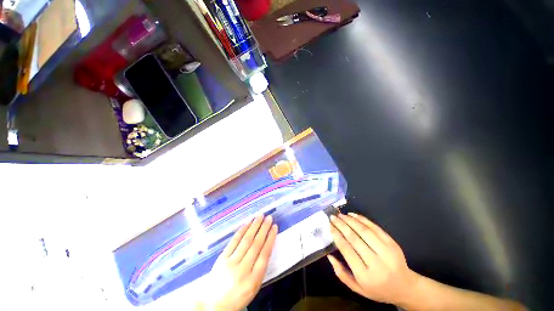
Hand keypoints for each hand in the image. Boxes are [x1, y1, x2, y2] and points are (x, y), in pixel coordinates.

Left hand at [200, 215, 277, 310]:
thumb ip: (260, 269)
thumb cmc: (237, 297)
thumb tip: (266, 247)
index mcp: (253, 280)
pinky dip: (241, 230)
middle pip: (255, 245)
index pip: (265, 255)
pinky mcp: (222, 258)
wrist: (212, 305)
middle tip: (269, 217)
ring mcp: (230, 263)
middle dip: (263, 229)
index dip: (270, 238)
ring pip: (245, 240)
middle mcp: (242, 270)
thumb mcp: (253, 288)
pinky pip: (234, 241)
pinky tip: (247, 223)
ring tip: (260, 216)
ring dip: (254, 226)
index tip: (275, 227)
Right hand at [327, 213, 418, 305]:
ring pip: (364, 231)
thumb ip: (341, 274)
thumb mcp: (358, 289)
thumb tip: (329, 256)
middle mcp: (377, 263)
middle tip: (333, 217)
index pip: (347, 250)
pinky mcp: (392, 243)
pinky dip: (363, 219)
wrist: (405, 287)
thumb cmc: (378, 289)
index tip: (330, 226)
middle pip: (355, 239)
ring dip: (350, 220)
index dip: (337, 236)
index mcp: (366, 276)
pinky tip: (353, 215)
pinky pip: (375, 228)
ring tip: (340, 215)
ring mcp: (387, 252)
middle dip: (341, 225)